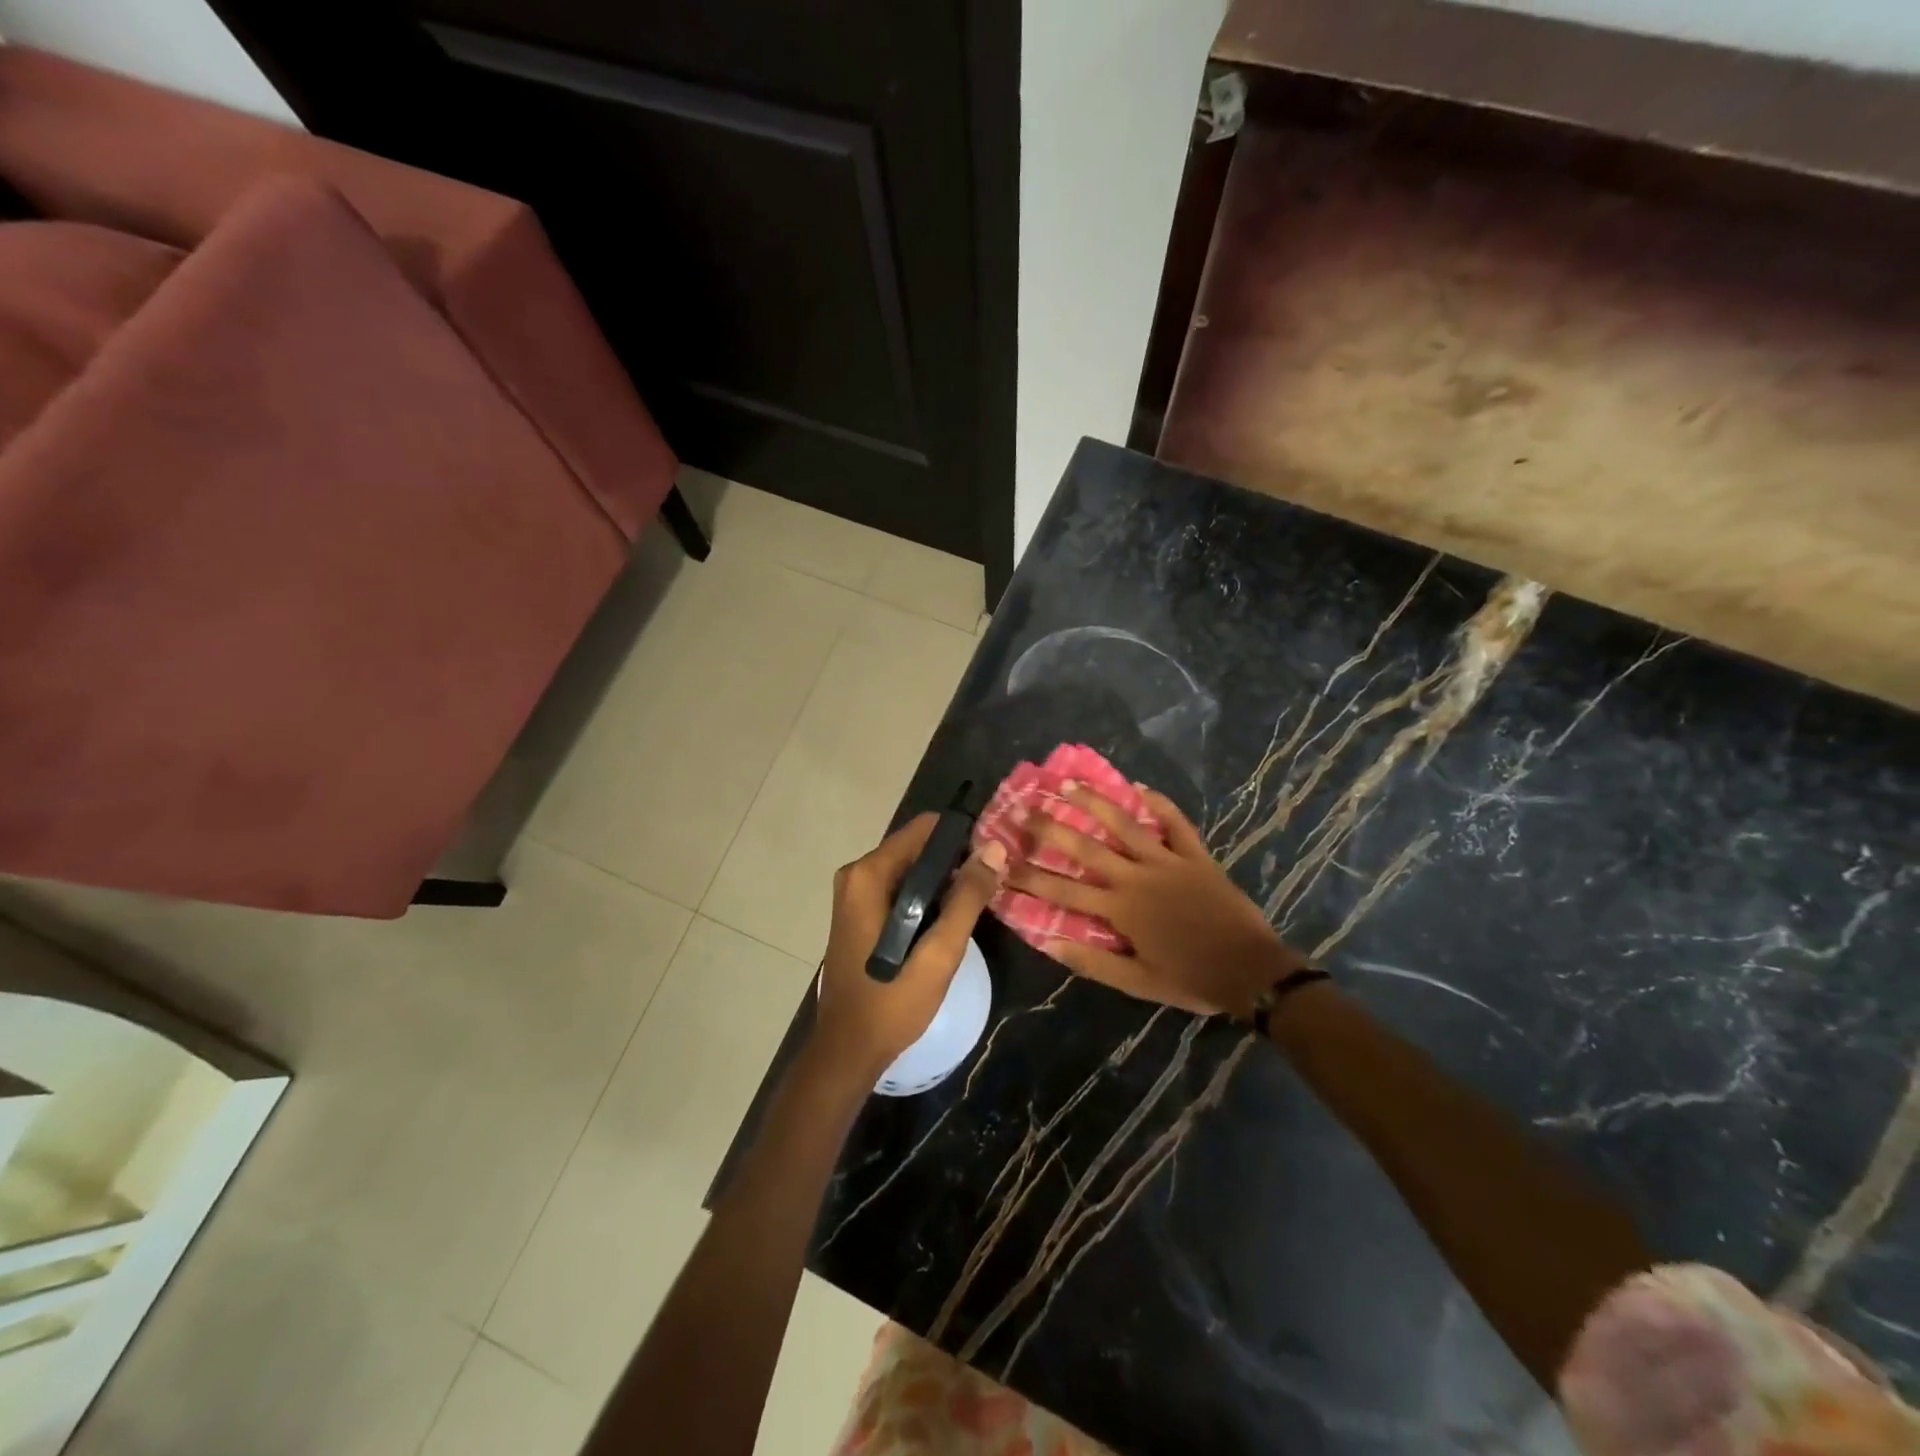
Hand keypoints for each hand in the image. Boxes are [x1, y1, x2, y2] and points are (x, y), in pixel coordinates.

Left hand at [813, 813, 1007, 1079]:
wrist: (848, 1049)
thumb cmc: (892, 1002)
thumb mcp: (939, 953)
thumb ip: (967, 898)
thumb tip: (995, 849)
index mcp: (869, 875)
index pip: (924, 828)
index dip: (962, 836)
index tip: (993, 856)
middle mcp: (857, 874)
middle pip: (917, 846)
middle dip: (955, 860)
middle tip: (991, 883)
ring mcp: (855, 893)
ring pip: (911, 868)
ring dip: (944, 880)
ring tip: (979, 900)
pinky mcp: (859, 911)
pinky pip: (900, 887)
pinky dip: (926, 895)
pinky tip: (951, 918)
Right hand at [1006, 785, 1305, 1015]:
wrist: (1252, 971)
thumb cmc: (1191, 978)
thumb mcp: (1138, 982)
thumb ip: (1093, 961)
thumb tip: (1050, 943)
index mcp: (1121, 909)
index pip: (1064, 891)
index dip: (1031, 877)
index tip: (1004, 863)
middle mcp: (1138, 877)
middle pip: (1087, 847)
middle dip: (1052, 828)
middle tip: (1025, 808)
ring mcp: (1168, 862)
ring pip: (1126, 825)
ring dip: (1096, 803)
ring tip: (1069, 783)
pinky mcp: (1197, 856)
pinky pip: (1176, 823)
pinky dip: (1160, 804)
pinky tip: (1141, 787)